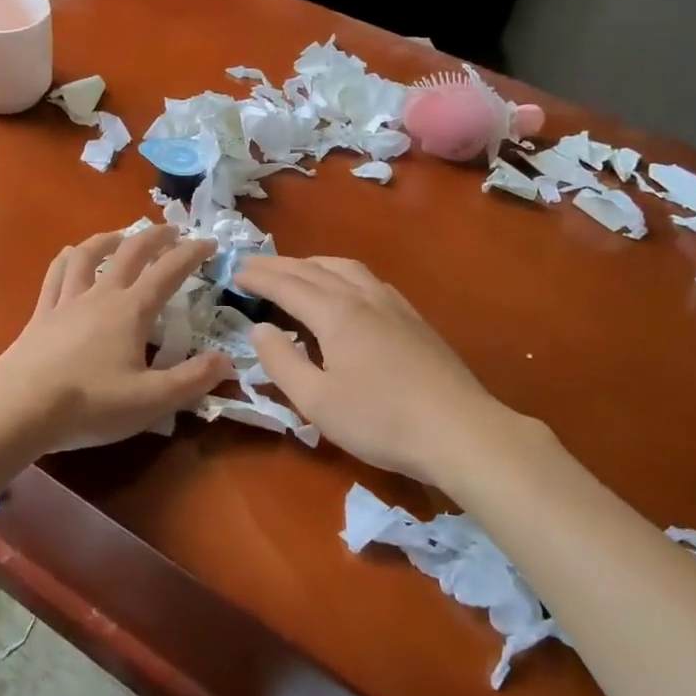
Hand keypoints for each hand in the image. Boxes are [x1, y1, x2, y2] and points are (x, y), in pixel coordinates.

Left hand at [0, 226, 233, 457]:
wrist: (20, 407)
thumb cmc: (90, 403)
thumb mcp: (152, 400)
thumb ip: (192, 379)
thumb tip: (226, 360)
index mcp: (131, 311)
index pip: (169, 271)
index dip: (192, 254)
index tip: (209, 243)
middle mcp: (101, 295)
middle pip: (131, 252)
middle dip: (155, 237)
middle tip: (172, 230)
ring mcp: (67, 301)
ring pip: (89, 255)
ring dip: (110, 238)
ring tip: (122, 235)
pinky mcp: (42, 314)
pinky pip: (56, 274)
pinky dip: (69, 258)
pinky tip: (72, 255)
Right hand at [234, 255, 529, 485]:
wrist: (459, 430)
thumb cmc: (380, 420)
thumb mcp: (316, 401)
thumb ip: (281, 362)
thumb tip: (259, 328)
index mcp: (336, 313)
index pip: (287, 285)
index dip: (259, 277)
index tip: (235, 272)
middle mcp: (363, 297)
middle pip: (315, 269)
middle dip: (281, 265)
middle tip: (254, 265)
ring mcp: (393, 304)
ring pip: (346, 268)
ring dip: (313, 264)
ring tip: (296, 270)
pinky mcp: (414, 319)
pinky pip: (368, 280)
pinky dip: (342, 274)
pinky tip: (347, 289)